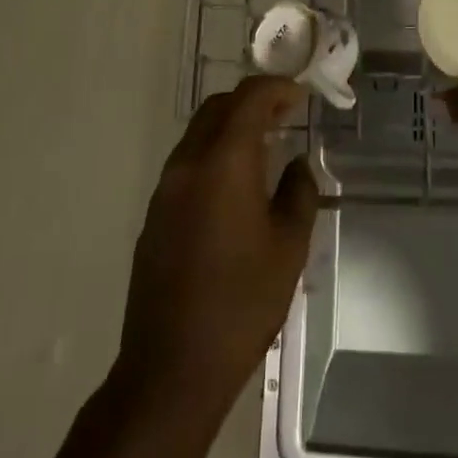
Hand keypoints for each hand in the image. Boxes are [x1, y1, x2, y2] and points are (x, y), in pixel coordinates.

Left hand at [118, 76, 318, 406]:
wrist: (171, 369)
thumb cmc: (241, 303)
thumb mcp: (289, 247)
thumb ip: (299, 193)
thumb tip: (297, 165)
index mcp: (224, 161)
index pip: (250, 98)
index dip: (278, 88)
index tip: (302, 96)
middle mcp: (189, 163)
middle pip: (218, 107)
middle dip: (253, 102)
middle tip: (286, 115)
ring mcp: (165, 189)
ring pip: (199, 132)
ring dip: (231, 127)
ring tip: (265, 147)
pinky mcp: (155, 214)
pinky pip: (188, 162)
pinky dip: (214, 153)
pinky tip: (235, 186)